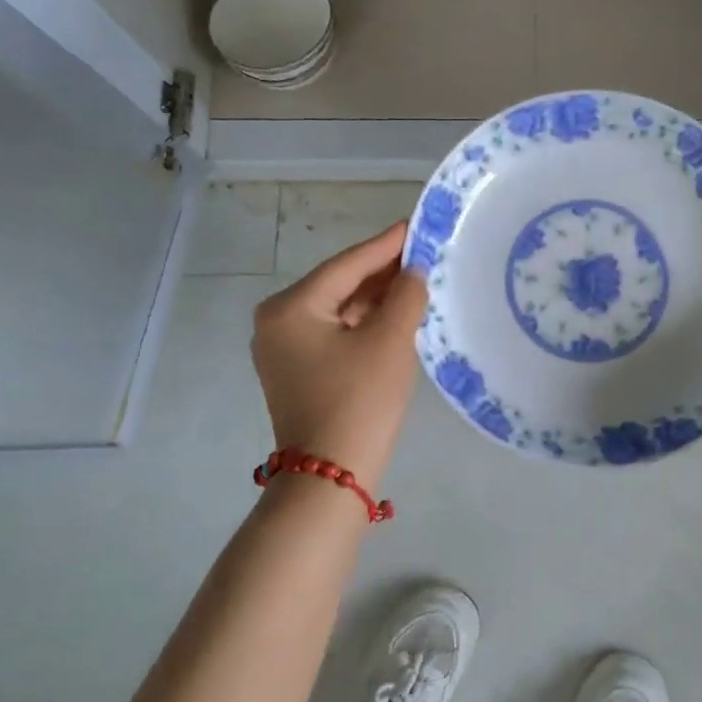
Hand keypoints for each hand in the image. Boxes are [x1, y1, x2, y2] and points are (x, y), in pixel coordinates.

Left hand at [250, 221, 428, 493]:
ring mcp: (284, 348)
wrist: (331, 477)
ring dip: (376, 297)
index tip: (416, 224)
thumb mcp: (390, 341)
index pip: (347, 264)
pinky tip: (396, 312)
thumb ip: (405, 295)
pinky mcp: (298, 370)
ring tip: (417, 278)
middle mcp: (277, 322)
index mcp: (290, 308)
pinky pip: (336, 332)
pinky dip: (365, 322)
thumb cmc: (359, 401)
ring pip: (339, 309)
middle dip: (382, 271)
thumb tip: (414, 271)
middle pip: (340, 285)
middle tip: (424, 251)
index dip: (387, 244)